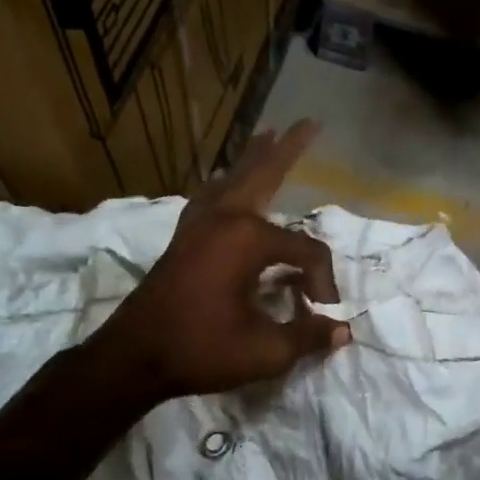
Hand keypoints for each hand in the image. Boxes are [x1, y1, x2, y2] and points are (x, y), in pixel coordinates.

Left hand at [84, 119, 348, 402]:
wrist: (136, 356)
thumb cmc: (202, 350)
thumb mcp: (266, 351)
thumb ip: (308, 337)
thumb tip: (343, 331)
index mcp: (248, 240)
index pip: (305, 251)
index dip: (322, 281)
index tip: (323, 312)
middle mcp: (224, 219)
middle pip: (263, 175)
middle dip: (288, 149)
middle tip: (308, 123)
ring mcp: (199, 225)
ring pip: (232, 179)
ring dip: (253, 159)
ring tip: (266, 134)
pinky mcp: (183, 237)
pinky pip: (210, 196)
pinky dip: (225, 183)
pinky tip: (225, 184)